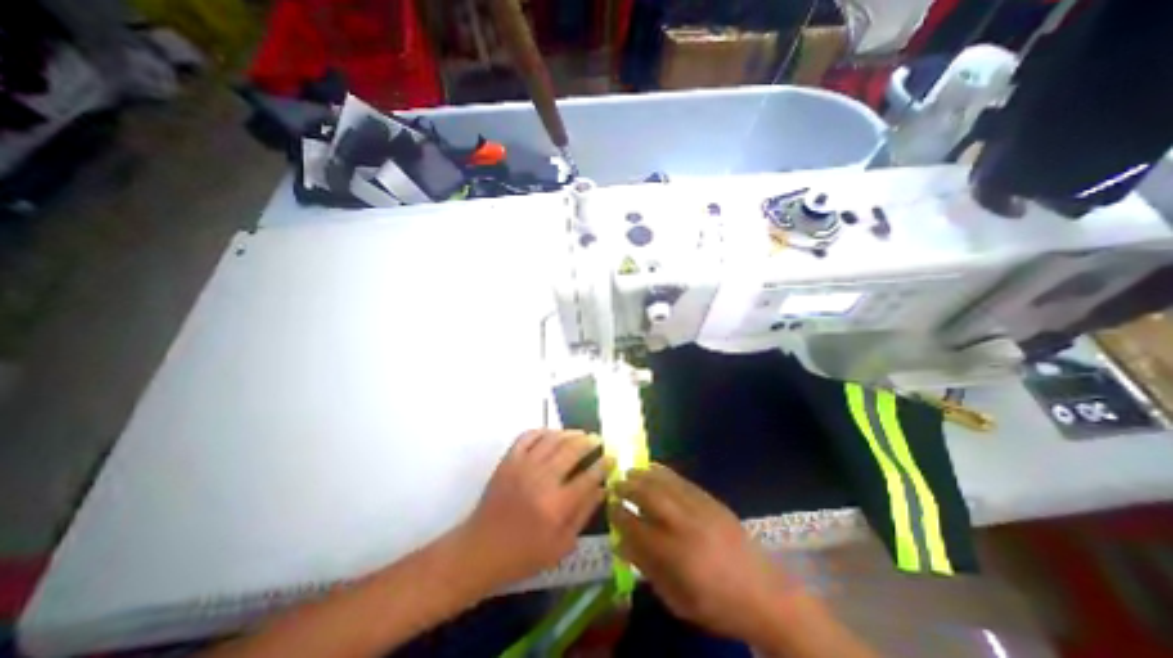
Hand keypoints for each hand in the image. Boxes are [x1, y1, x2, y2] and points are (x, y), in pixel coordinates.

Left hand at [454, 430, 607, 586]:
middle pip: (572, 450)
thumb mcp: (561, 545)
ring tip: (580, 434)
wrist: (480, 550)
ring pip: (553, 438)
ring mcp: (523, 466)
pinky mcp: (508, 460)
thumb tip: (603, 489)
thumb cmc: (523, 555)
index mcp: (557, 505)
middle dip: (589, 442)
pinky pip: (528, 436)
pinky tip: (552, 434)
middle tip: (597, 440)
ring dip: (570, 433)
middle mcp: (542, 480)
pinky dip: (543, 431)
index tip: (611, 458)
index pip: (589, 477)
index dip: (604, 465)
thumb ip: (584, 514)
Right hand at [615, 466, 797, 644]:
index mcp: (675, 555)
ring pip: (665, 483)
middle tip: (615, 483)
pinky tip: (654, 469)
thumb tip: (621, 543)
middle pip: (649, 497)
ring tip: (629, 471)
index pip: (637, 527)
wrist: (765, 594)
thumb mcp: (677, 599)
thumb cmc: (717, 605)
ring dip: (644, 475)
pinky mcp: (711, 500)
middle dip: (628, 487)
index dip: (619, 515)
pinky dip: (664, 473)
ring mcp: (700, 508)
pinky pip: (682, 481)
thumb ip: (647, 568)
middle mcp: (685, 525)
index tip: (609, 507)